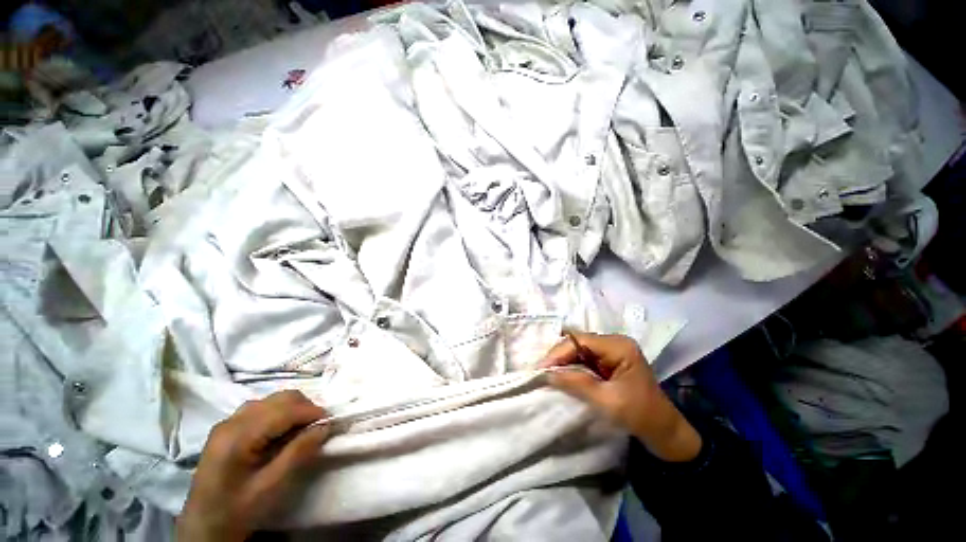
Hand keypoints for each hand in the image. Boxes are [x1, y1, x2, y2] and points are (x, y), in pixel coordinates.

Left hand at [176, 390, 330, 540]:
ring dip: (293, 409)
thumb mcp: (270, 486)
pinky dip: (280, 413)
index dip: (311, 412)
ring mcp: (227, 422)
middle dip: (304, 407)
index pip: (283, 410)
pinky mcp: (228, 428)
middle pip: (278, 398)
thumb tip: (324, 426)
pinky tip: (284, 430)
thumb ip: (298, 453)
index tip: (330, 422)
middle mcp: (231, 421)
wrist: (203, 527)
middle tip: (318, 426)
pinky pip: (262, 408)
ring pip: (271, 400)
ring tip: (303, 428)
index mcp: (237, 436)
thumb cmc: (237, 510)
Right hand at [539, 332, 701, 462]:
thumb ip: (576, 383)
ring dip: (563, 361)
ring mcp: (611, 349)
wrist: (664, 432)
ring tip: (547, 373)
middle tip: (541, 372)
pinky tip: (561, 374)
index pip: (579, 341)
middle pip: (577, 341)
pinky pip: (583, 357)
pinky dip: (571, 365)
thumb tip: (546, 373)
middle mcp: (614, 342)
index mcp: (619, 346)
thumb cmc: (640, 416)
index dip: (558, 353)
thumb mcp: (607, 401)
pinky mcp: (608, 359)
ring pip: (578, 349)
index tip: (540, 369)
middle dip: (559, 356)